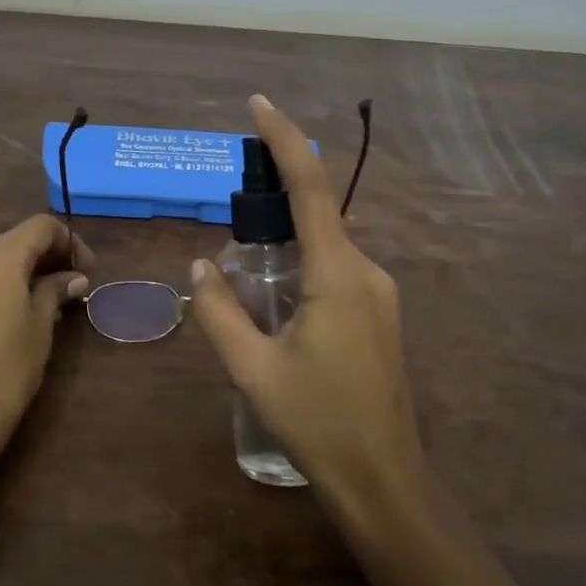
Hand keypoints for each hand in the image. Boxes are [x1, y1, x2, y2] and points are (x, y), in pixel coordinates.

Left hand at [0, 215, 93, 478]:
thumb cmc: (3, 373)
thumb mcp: (39, 329)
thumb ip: (54, 293)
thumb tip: (73, 278)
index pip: (41, 226)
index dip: (70, 242)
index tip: (87, 272)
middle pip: (14, 241)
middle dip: (46, 258)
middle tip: (71, 289)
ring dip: (21, 273)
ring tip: (46, 304)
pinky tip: (13, 315)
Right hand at [189, 96, 425, 508]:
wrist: (384, 481)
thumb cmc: (317, 422)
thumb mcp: (253, 369)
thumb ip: (219, 312)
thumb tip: (201, 264)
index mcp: (338, 275)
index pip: (310, 189)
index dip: (285, 140)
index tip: (258, 104)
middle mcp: (366, 271)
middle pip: (318, 211)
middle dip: (276, 193)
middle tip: (231, 201)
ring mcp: (379, 292)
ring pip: (326, 244)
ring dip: (287, 236)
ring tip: (244, 264)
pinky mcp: (379, 313)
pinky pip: (336, 267)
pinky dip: (303, 261)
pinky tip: (277, 296)